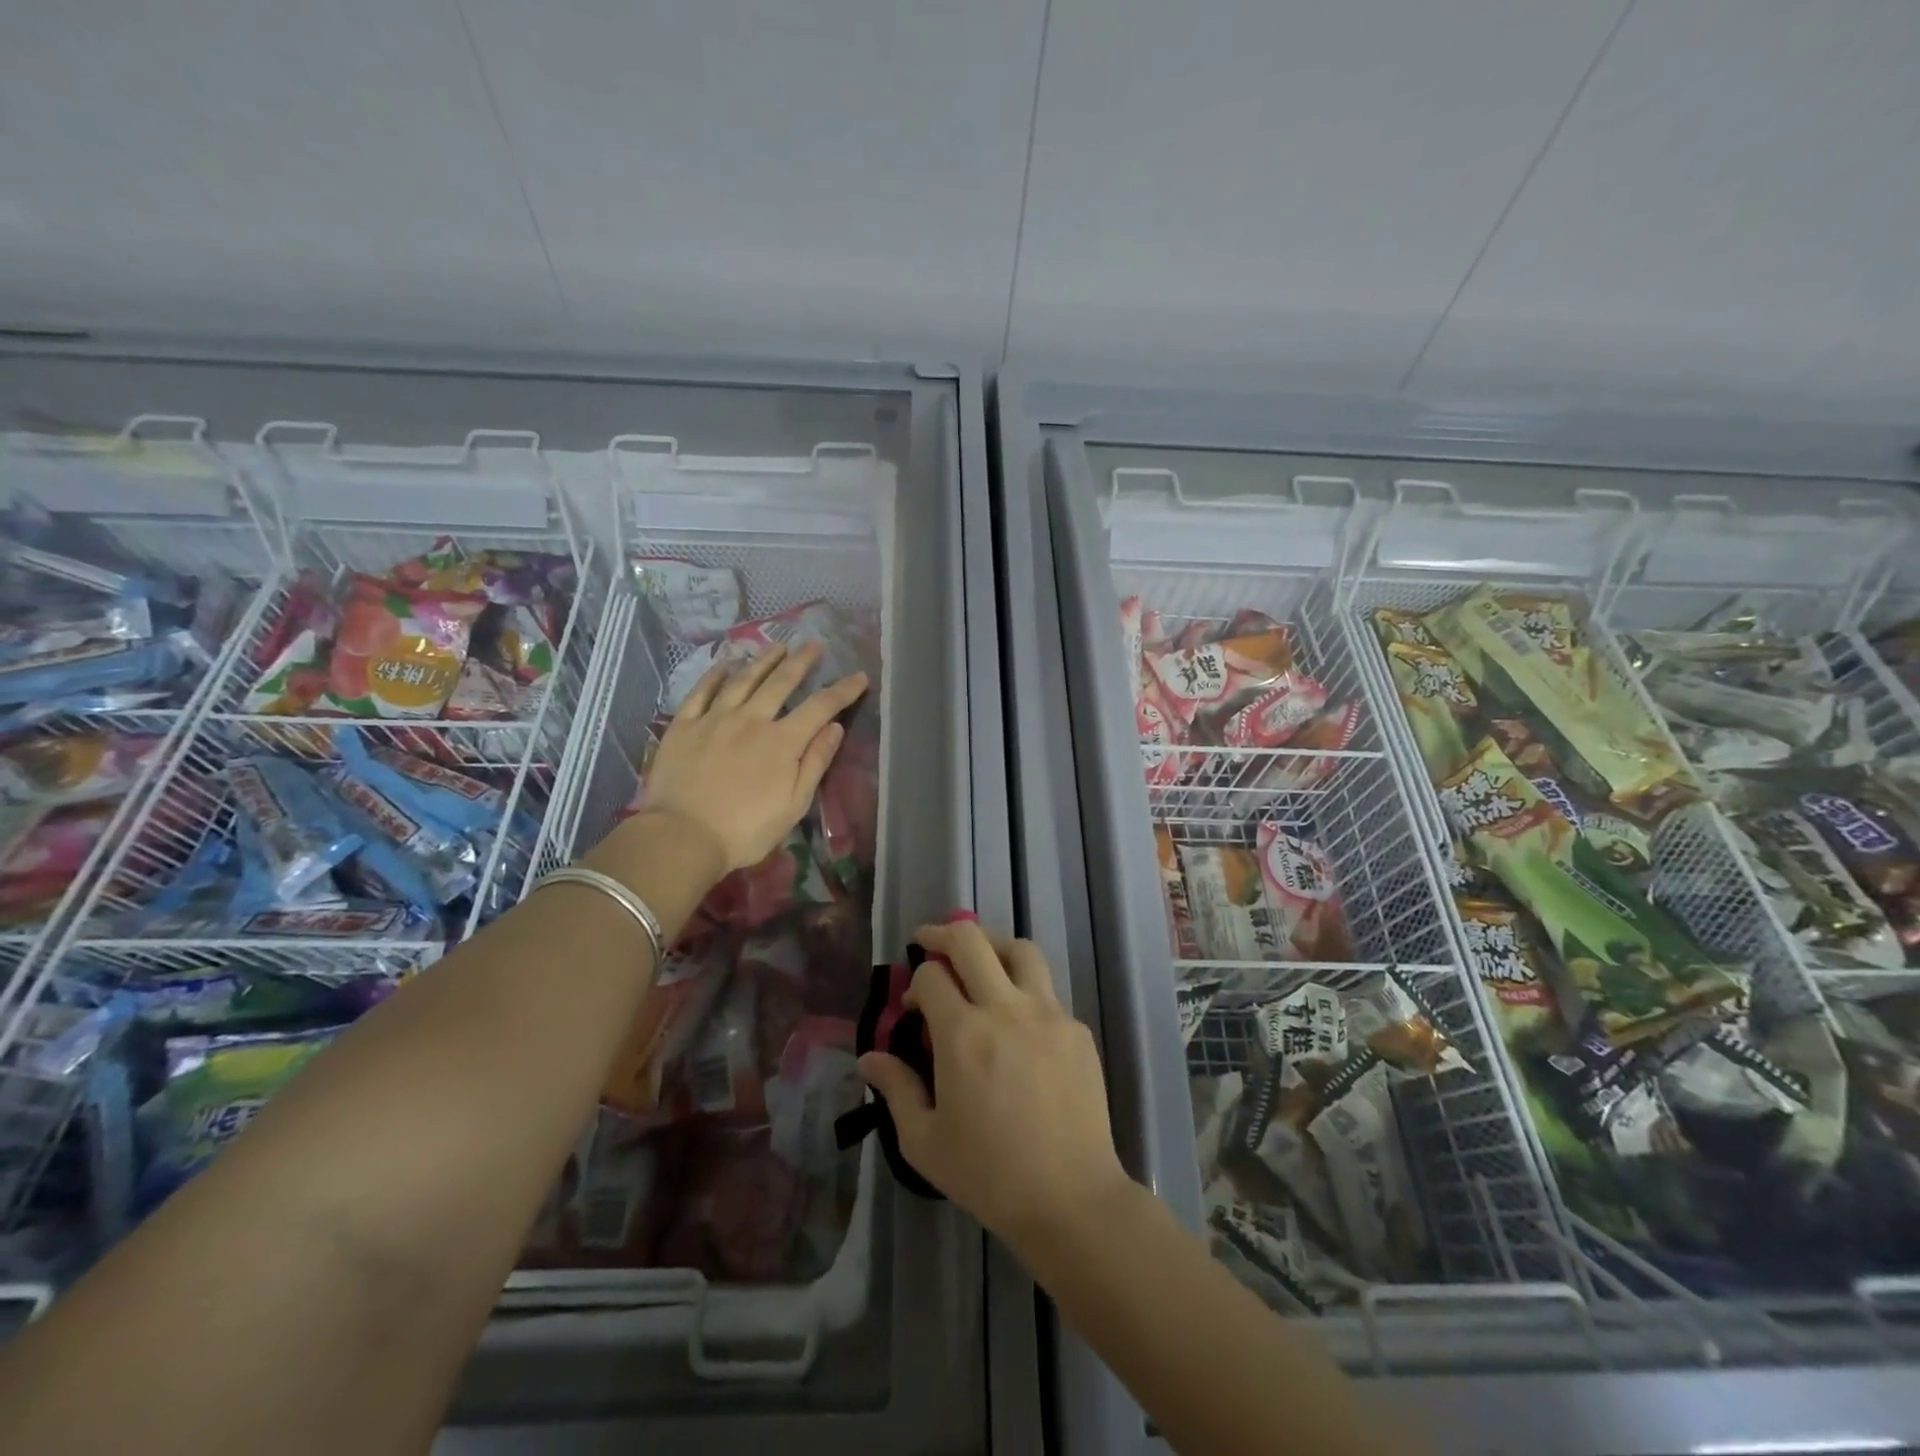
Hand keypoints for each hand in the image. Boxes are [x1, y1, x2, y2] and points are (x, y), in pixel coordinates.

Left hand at [637, 642, 868, 871]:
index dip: (843, 690)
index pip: (820, 707)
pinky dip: (715, 674)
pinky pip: (701, 692)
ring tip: (777, 646)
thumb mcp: (793, 804)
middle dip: (801, 661)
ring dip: (763, 660)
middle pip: (781, 682)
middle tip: (813, 644)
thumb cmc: (746, 829)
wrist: (683, 837)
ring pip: (743, 679)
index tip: (859, 676)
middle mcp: (751, 719)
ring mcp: (715, 719)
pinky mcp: (684, 726)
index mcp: (782, 741)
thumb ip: (815, 763)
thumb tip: (834, 728)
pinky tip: (725, 663)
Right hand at [858, 920, 1132, 1258]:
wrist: (1070, 1199)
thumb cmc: (989, 1175)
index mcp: (962, 1034)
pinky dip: (1025, 991)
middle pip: (972, 941)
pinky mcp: (1077, 1029)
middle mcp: (1005, 1009)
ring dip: (992, 946)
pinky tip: (1018, 1024)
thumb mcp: (925, 1141)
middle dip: (943, 934)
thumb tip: (868, 1057)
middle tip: (930, 941)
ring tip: (979, 961)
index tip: (912, 1006)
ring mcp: (1048, 1014)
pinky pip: (1047, 992)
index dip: (914, 982)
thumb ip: (895, 1089)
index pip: (931, 976)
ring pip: (1020, 950)